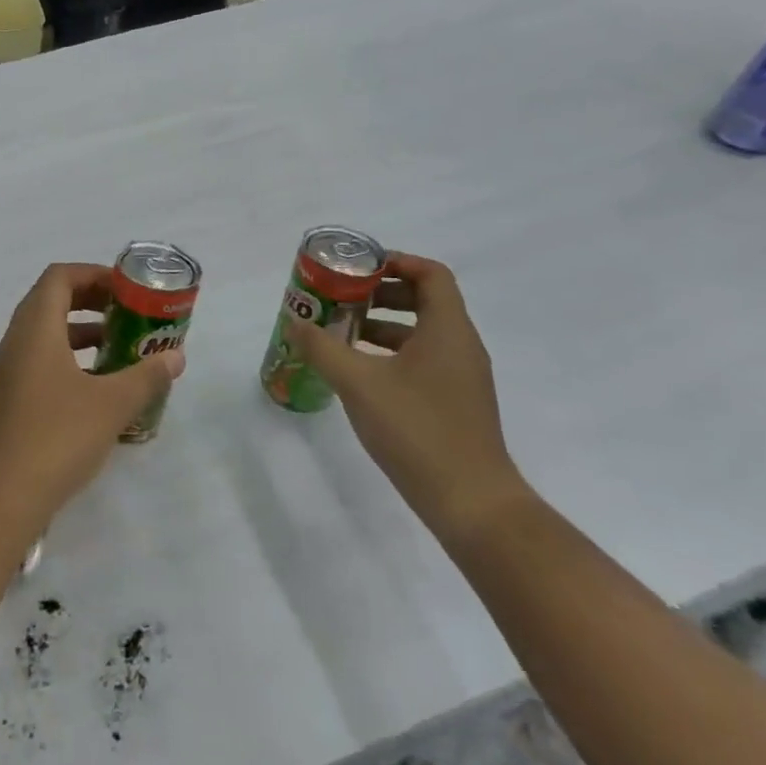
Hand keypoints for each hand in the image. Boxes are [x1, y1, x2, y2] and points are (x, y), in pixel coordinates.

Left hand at [0, 263, 184, 535]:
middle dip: (92, 301)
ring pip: (46, 334)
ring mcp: (8, 372)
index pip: (59, 277)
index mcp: (35, 328)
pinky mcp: (8, 400)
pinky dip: (70, 361)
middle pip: (52, 301)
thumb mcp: (111, 405)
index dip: (93, 274)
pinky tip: (97, 390)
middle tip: (128, 314)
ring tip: (120, 349)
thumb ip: (146, 376)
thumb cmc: (56, 437)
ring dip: (82, 333)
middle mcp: (16, 341)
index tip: (127, 289)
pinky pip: (40, 362)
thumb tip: (175, 357)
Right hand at [282, 253, 528, 541]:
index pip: (430, 273)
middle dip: (379, 293)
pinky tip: (359, 372)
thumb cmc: (416, 429)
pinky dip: (390, 353)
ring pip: (421, 332)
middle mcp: (461, 345)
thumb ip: (322, 348)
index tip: (356, 268)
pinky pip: (422, 359)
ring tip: (340, 333)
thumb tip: (294, 321)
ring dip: (381, 324)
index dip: (394, 262)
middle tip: (340, 297)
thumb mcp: (358, 383)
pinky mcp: (455, 402)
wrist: (471, 502)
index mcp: (447, 330)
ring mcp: (461, 376)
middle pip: (424, 299)